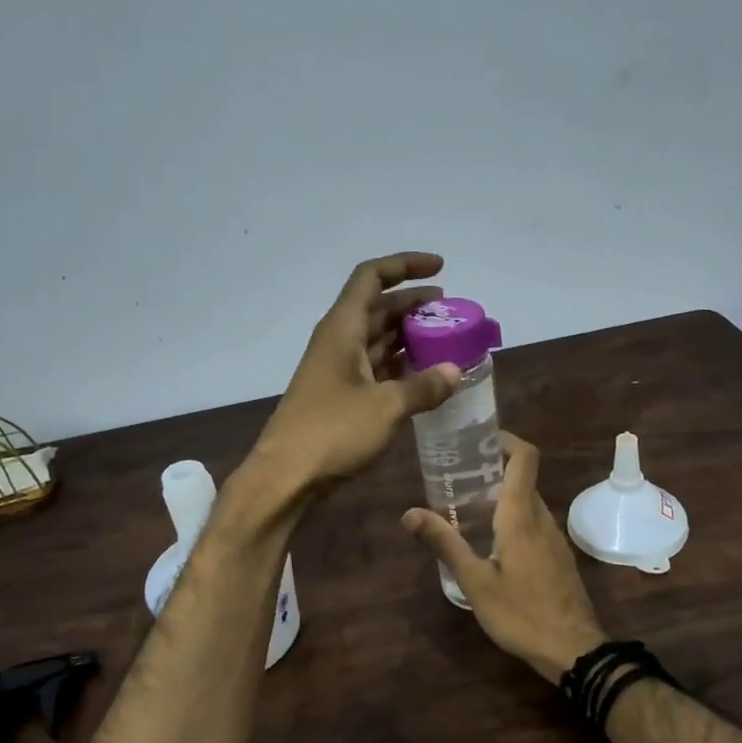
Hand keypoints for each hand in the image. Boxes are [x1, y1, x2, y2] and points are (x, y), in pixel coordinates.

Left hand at [244, 253, 462, 501]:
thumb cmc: (332, 432)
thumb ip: (423, 387)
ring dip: (408, 335)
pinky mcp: (339, 395)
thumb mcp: (387, 407)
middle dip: (414, 304)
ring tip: (445, 340)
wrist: (286, 476)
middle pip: (378, 307)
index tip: (440, 268)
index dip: (405, 265)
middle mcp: (338, 341)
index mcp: (342, 328)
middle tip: (451, 312)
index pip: (372, 277)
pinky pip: (374, 367)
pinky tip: (423, 374)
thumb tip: (456, 371)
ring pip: (376, 338)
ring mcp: (337, 369)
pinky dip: (398, 364)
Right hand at [401, 432, 606, 682]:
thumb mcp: (474, 581)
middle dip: (491, 470)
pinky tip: (490, 542)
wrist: (573, 651)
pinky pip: (534, 523)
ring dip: (501, 496)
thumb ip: (444, 543)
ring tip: (465, 508)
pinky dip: (513, 518)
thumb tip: (409, 513)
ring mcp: (554, 538)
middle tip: (455, 477)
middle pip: (522, 478)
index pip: (525, 457)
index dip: (505, 440)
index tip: (476, 440)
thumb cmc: (520, 613)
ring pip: (528, 502)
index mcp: (522, 515)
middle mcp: (542, 518)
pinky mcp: (558, 557)